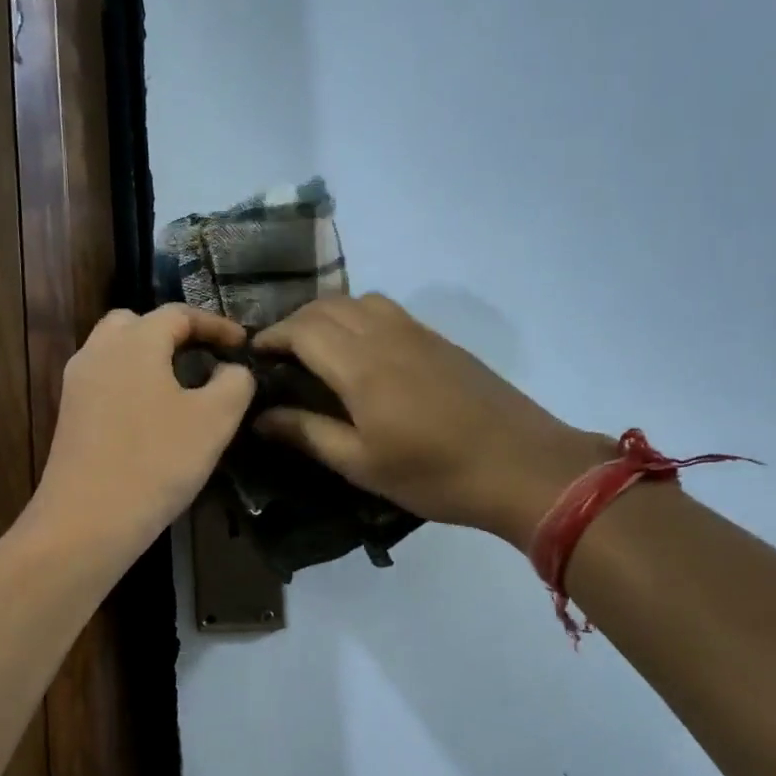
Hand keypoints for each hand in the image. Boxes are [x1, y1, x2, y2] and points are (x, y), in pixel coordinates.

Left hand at [27, 305, 255, 565]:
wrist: (87, 521)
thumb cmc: (156, 462)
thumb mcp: (214, 421)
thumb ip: (234, 383)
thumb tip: (231, 370)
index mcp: (135, 342)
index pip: (178, 314)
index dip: (214, 324)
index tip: (241, 344)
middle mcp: (99, 351)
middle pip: (136, 323)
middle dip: (173, 333)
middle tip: (203, 356)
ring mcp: (78, 384)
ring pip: (116, 351)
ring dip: (149, 357)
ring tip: (181, 384)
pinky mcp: (70, 415)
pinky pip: (105, 380)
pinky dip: (131, 382)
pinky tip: (152, 415)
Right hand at [254, 295, 613, 549]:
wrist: (521, 466)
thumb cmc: (434, 474)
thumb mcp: (362, 464)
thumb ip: (308, 433)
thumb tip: (261, 416)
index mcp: (361, 365)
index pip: (302, 329)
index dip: (272, 337)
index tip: (253, 356)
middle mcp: (386, 335)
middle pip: (328, 307)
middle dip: (295, 323)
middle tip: (279, 356)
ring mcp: (418, 332)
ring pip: (360, 301)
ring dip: (328, 315)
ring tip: (316, 350)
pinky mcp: (440, 341)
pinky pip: (388, 311)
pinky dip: (359, 318)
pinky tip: (361, 353)